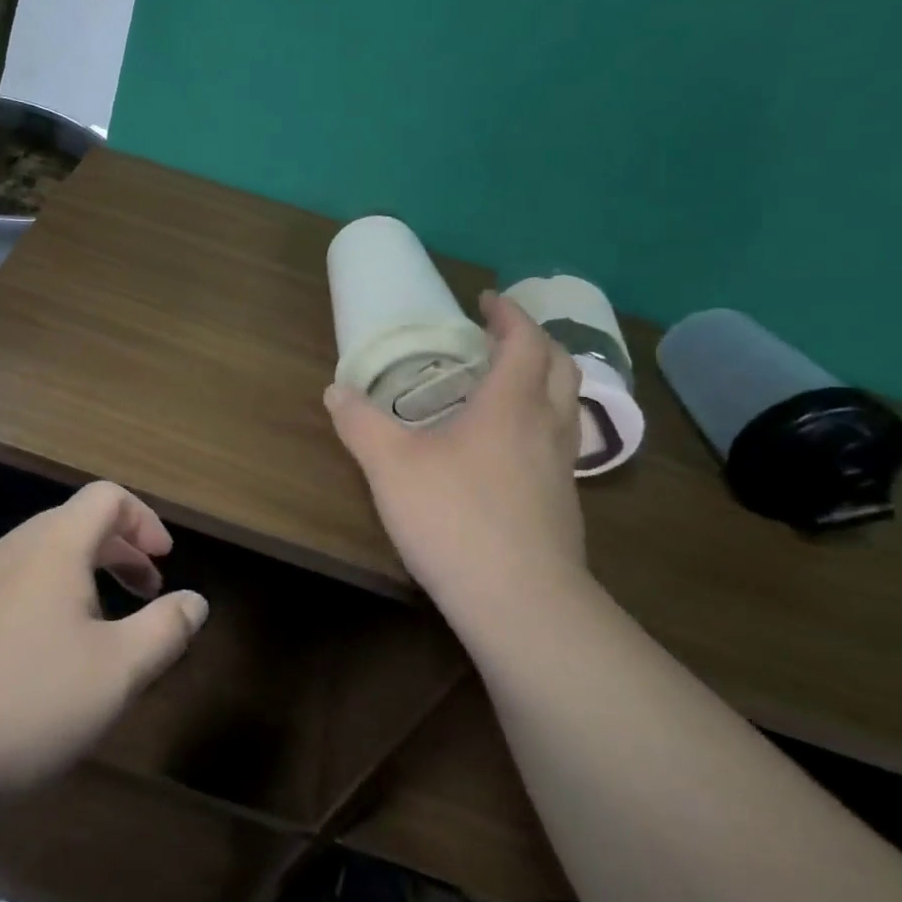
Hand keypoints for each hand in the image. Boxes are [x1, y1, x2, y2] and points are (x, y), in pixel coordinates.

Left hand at [0, 482, 209, 806]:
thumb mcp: (117, 672)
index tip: (165, 560)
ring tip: (102, 626)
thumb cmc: (29, 702)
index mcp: (53, 546)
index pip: (106, 497)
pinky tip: (46, 654)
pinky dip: (47, 597)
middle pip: (75, 523)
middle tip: (146, 590)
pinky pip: (13, 585)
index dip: (144, 519)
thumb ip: (165, 629)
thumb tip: (195, 601)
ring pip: (42, 556)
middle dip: (120, 549)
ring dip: (84, 575)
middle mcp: (11, 549)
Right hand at [325, 290, 588, 613]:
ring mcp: (561, 468)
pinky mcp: (562, 503)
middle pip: (560, 366)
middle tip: (498, 336)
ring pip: (565, 406)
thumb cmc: (455, 517)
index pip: (525, 340)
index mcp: (510, 404)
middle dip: (534, 341)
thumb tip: (335, 391)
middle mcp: (545, 426)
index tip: (486, 299)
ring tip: (503, 385)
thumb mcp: (390, 465)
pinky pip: (558, 441)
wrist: (520, 602)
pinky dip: (538, 421)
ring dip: (542, 381)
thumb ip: (360, 423)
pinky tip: (505, 448)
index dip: (509, 313)